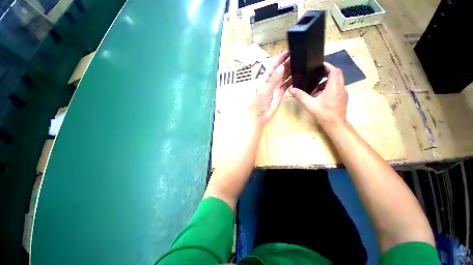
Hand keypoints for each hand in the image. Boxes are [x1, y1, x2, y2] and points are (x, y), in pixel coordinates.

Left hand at [250, 51, 291, 124]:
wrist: (261, 114)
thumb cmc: (260, 102)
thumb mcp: (265, 90)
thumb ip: (273, 79)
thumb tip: (281, 67)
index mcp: (265, 78)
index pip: (273, 66)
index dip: (280, 59)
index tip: (288, 52)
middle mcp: (271, 81)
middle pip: (281, 70)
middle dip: (288, 64)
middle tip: (298, 58)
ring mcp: (276, 86)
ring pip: (285, 76)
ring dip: (291, 71)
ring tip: (300, 65)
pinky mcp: (280, 92)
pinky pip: (287, 84)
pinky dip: (291, 80)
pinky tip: (297, 77)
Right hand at [289, 62, 347, 128]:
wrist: (335, 125)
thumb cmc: (323, 114)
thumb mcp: (310, 105)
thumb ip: (300, 96)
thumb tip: (291, 89)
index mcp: (334, 87)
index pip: (334, 71)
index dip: (328, 66)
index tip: (319, 65)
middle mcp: (341, 88)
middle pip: (337, 74)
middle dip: (327, 72)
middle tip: (316, 74)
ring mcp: (343, 93)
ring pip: (337, 81)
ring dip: (328, 81)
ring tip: (316, 86)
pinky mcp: (343, 97)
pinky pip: (337, 88)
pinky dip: (330, 87)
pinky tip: (321, 94)